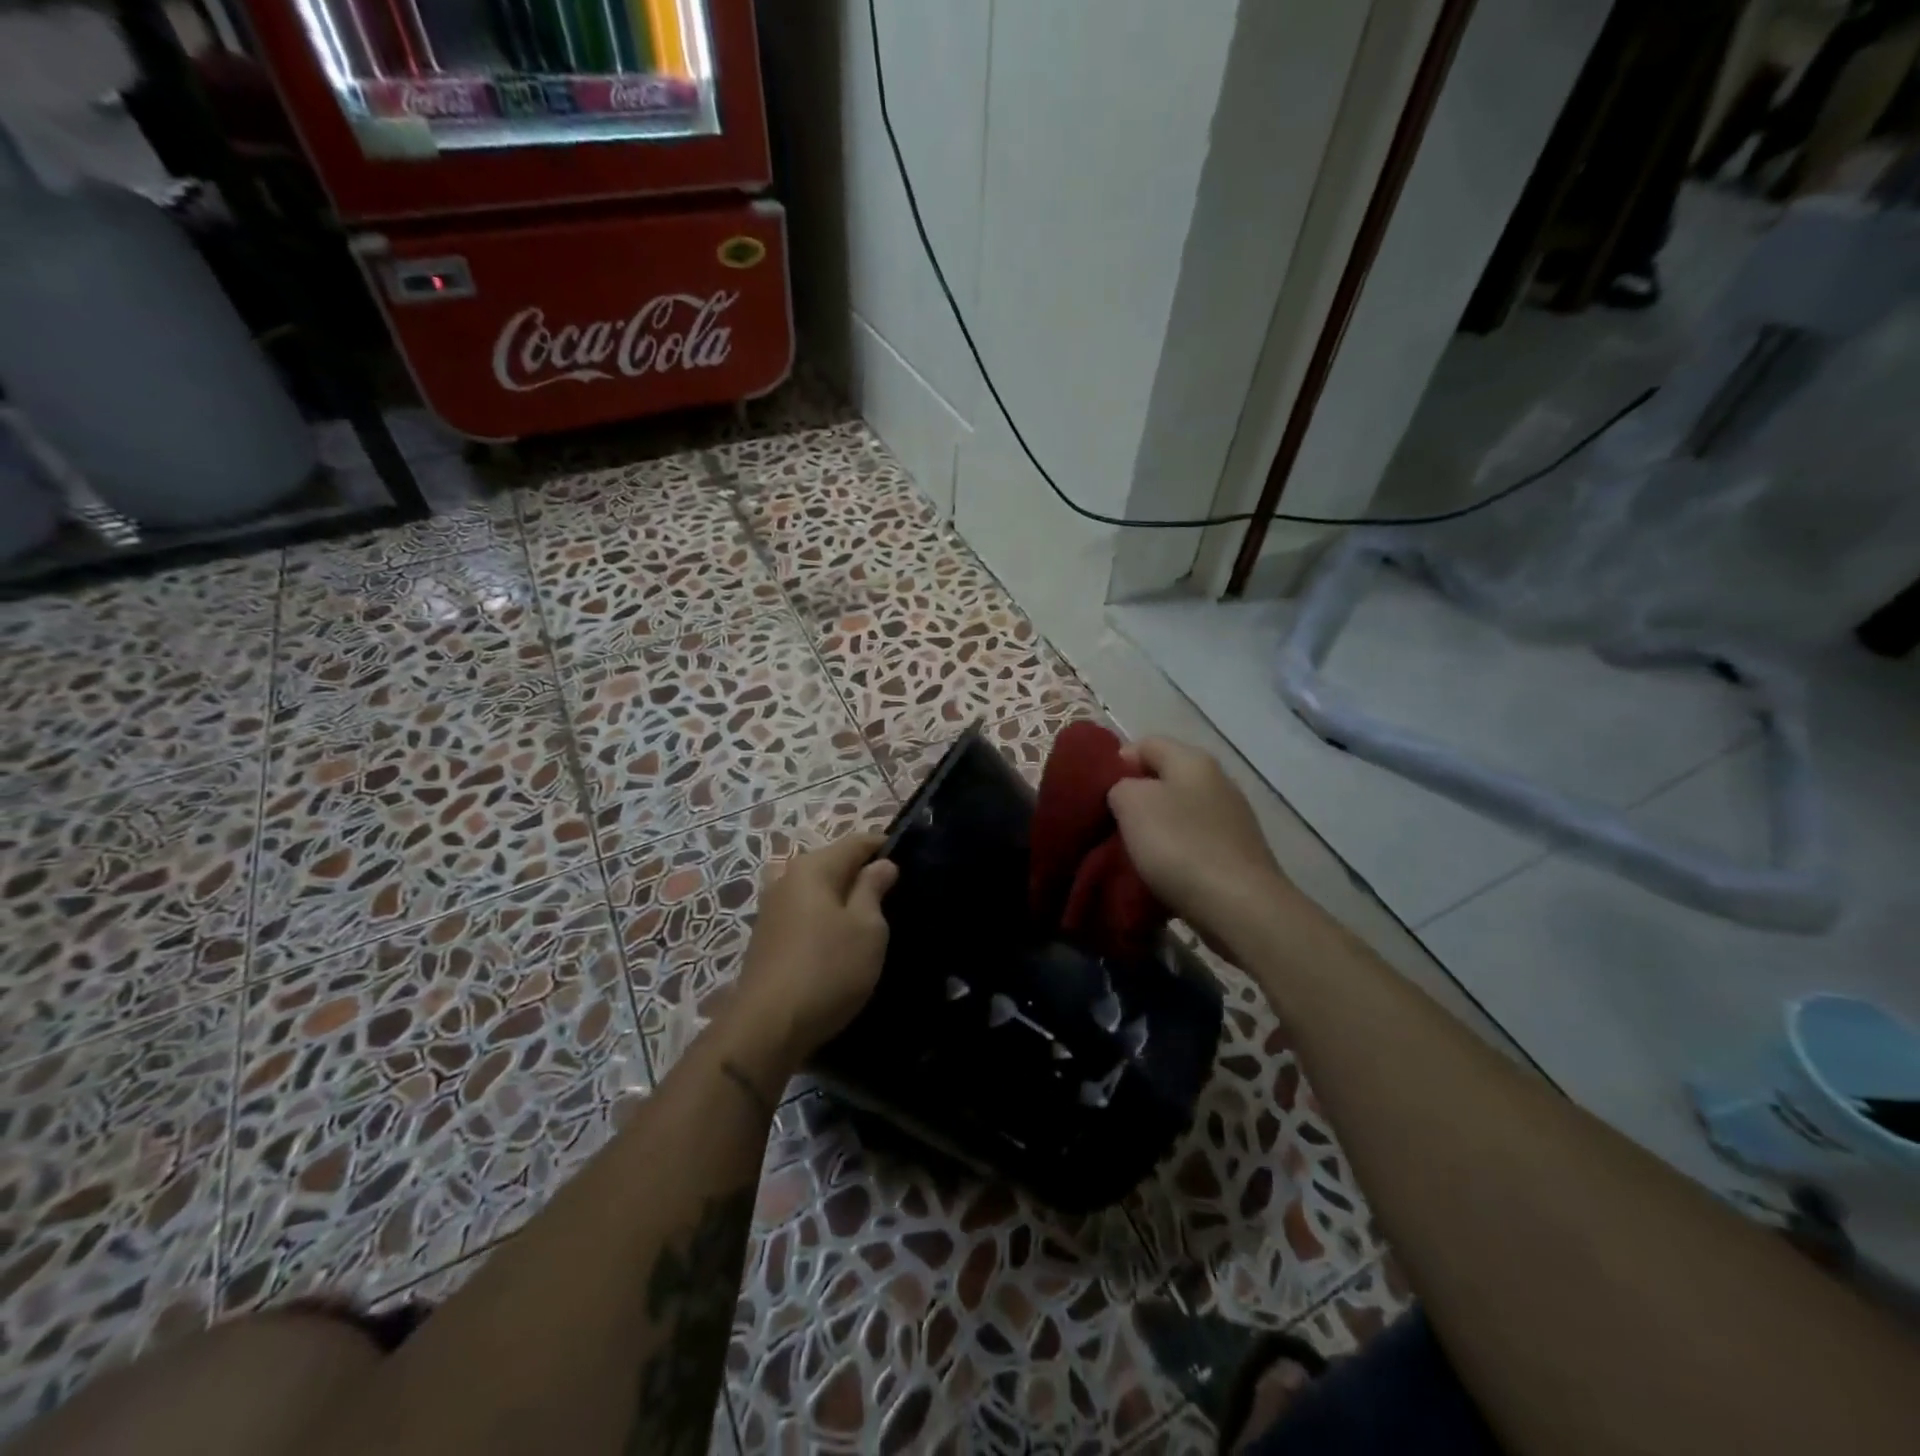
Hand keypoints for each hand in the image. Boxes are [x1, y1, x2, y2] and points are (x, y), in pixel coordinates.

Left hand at [733, 833, 898, 1062]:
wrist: (768, 1027)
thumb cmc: (828, 969)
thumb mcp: (867, 927)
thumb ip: (874, 888)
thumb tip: (882, 864)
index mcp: (813, 867)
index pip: (857, 842)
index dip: (886, 847)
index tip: (913, 861)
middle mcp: (787, 878)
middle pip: (834, 864)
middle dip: (864, 874)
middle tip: (896, 895)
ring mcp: (772, 908)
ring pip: (819, 891)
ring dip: (844, 899)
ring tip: (872, 920)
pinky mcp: (767, 937)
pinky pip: (806, 913)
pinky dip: (826, 918)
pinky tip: (841, 940)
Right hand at [1107, 737, 1287, 943]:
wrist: (1239, 907)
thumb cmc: (1179, 845)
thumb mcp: (1131, 803)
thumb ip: (1119, 786)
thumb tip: (1128, 792)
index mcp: (1193, 760)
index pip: (1145, 744)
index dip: (1116, 763)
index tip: (1096, 794)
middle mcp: (1218, 781)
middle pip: (1164, 780)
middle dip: (1135, 800)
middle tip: (1109, 825)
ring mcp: (1232, 819)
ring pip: (1179, 814)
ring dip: (1154, 830)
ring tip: (1131, 854)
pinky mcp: (1238, 854)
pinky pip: (1195, 844)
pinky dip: (1175, 855)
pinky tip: (1161, 874)